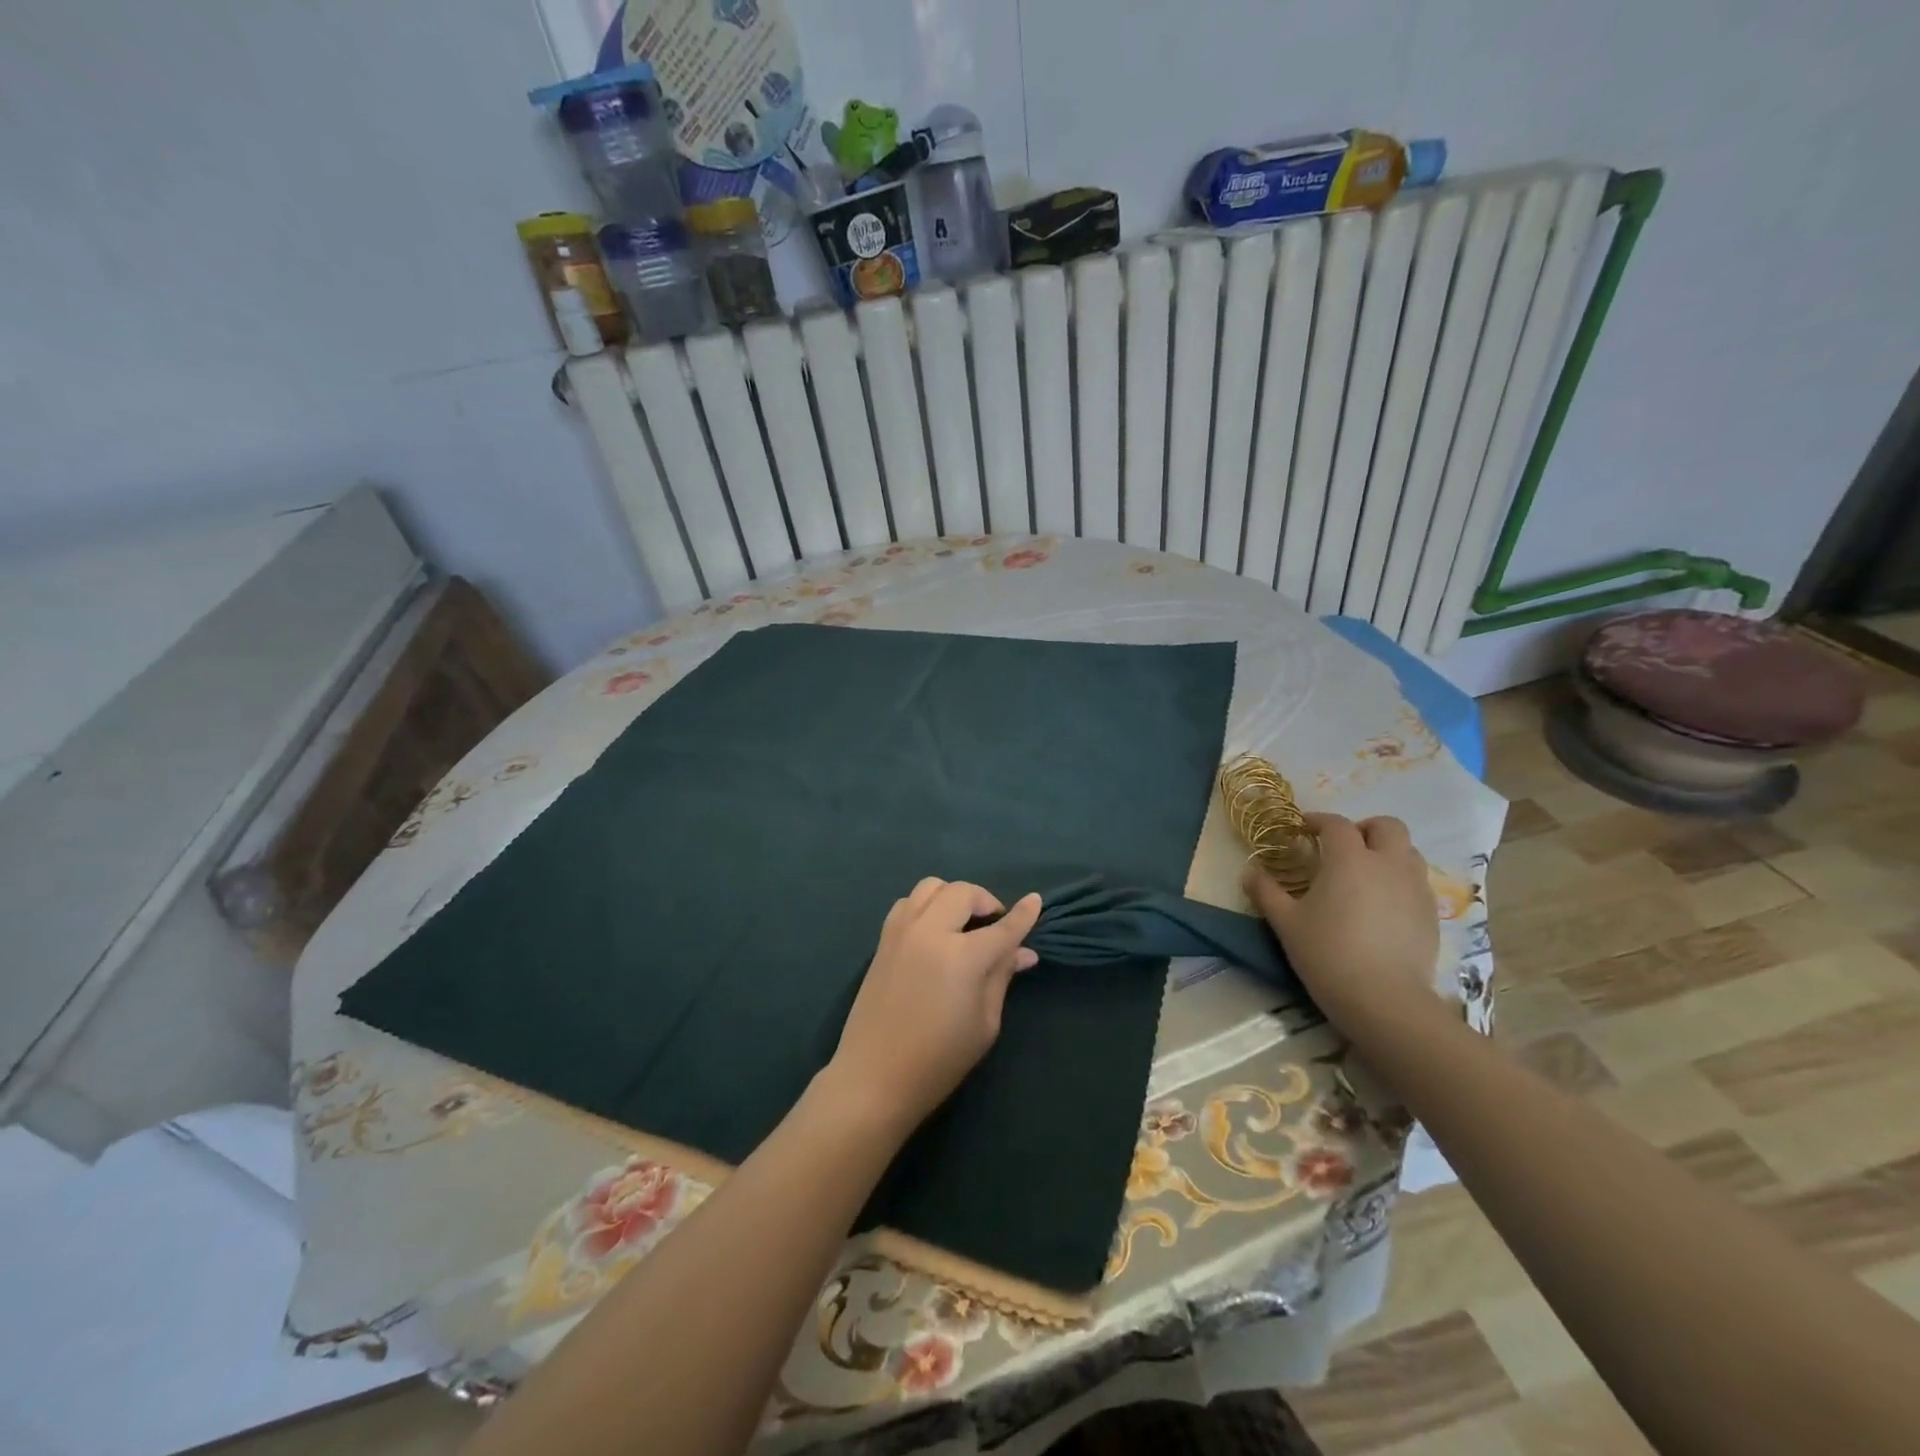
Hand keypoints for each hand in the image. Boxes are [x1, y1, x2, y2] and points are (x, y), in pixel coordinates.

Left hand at [826, 879, 1043, 1135]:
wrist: (874, 1077)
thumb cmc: (939, 1060)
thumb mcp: (984, 1024)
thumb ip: (1001, 978)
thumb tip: (1023, 952)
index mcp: (962, 957)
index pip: (1002, 927)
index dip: (1023, 915)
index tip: (1036, 900)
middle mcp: (930, 932)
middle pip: (963, 893)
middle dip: (986, 900)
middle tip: (995, 923)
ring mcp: (901, 932)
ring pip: (930, 887)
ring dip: (953, 896)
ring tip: (962, 921)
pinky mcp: (883, 940)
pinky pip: (907, 903)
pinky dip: (926, 905)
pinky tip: (933, 929)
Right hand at [1243, 812, 1441, 1038]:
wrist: (1384, 1000)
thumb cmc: (1328, 954)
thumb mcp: (1285, 923)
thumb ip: (1266, 892)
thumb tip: (1249, 871)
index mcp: (1349, 859)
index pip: (1336, 824)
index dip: (1318, 821)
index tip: (1303, 830)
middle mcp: (1388, 863)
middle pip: (1386, 826)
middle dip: (1364, 829)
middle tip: (1342, 848)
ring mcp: (1415, 888)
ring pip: (1408, 852)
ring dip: (1386, 853)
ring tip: (1365, 875)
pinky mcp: (1432, 914)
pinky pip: (1417, 882)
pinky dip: (1400, 881)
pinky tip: (1383, 906)